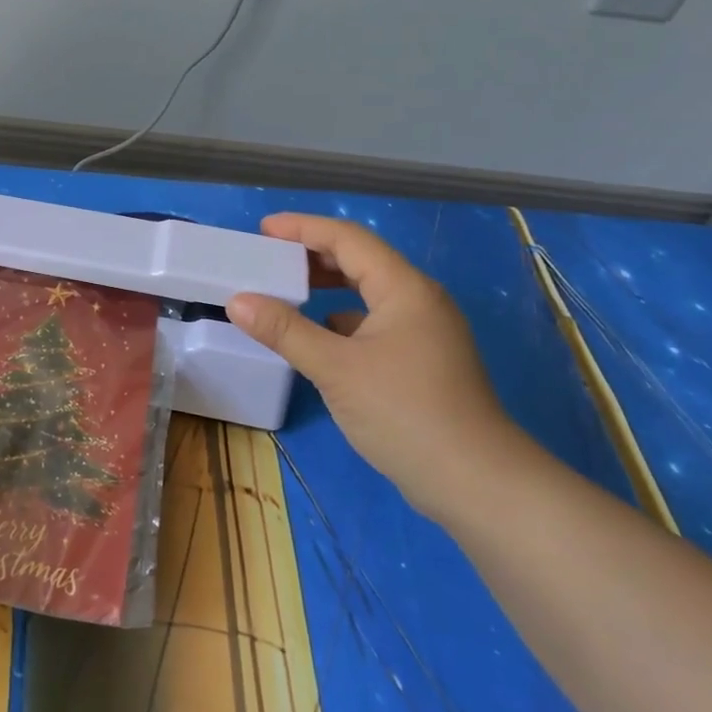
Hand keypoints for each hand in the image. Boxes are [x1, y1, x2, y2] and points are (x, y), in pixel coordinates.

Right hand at [227, 212, 518, 519]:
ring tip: (285, 293)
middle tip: (269, 258)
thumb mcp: (335, 368)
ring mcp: (424, 333)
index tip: (263, 229)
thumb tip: (238, 300)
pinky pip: (373, 323)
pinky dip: (340, 320)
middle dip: (313, 255)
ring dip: (327, 288)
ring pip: (368, 294)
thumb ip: (285, 331)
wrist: (474, 482)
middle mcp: (418, 301)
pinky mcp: (421, 361)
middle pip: (361, 261)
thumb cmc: (404, 412)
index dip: (304, 228)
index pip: (349, 240)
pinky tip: (317, 337)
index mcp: (404, 289)